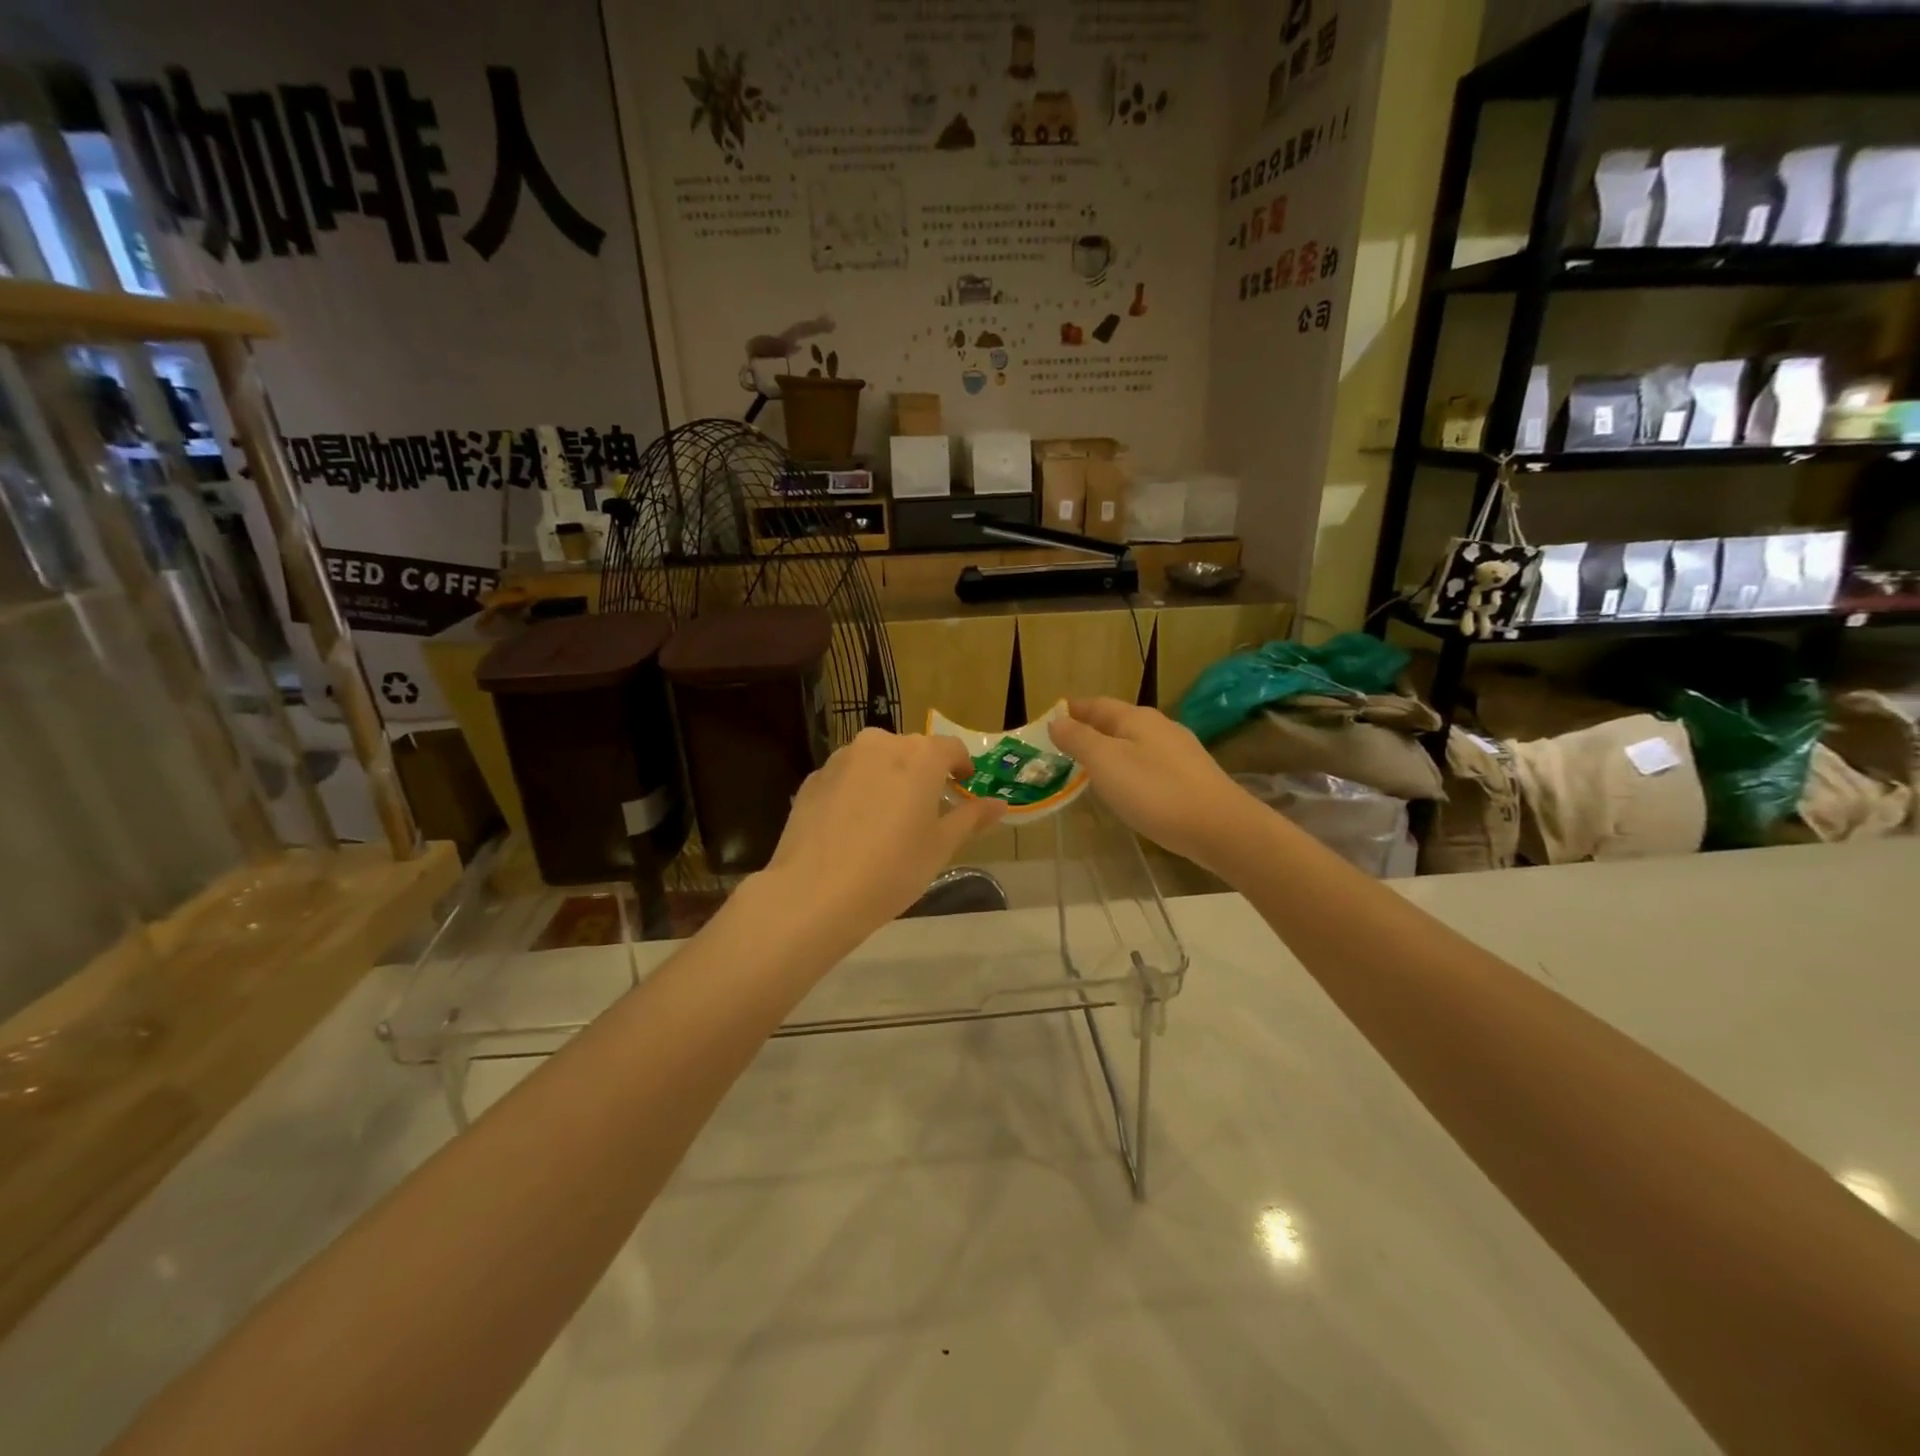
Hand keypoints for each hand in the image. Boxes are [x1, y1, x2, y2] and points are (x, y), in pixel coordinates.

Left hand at [761, 728, 1004, 944]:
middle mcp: (880, 743)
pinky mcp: (813, 778)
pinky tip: (853, 828)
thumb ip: (971, 817)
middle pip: (912, 751)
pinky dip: (857, 791)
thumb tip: (999, 804)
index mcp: (920, 755)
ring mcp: (841, 758)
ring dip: (888, 779)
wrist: (814, 892)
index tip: (964, 788)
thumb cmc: (892, 869)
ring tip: (887, 819)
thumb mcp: (941, 846)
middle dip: (923, 773)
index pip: (952, 748)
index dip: (962, 767)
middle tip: (926, 810)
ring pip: (876, 760)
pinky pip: (847, 777)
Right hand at [1049, 698, 1258, 873]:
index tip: (1050, 720)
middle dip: (1090, 731)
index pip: (1096, 704)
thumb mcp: (1106, 763)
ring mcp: (1179, 751)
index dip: (1072, 710)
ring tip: (1089, 768)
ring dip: (1110, 750)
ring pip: (1135, 743)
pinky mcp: (1191, 776)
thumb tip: (1056, 720)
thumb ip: (1079, 740)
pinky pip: (1150, 763)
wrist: (1220, 828)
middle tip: (1064, 748)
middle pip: (1117, 722)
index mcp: (1136, 718)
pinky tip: (1127, 787)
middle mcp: (1160, 726)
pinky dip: (1130, 768)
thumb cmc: (1155, 791)